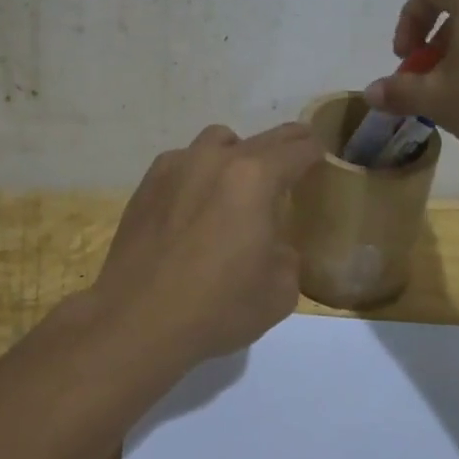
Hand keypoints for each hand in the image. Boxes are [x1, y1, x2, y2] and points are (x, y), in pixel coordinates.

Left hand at [91, 121, 321, 363]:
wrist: (137, 320)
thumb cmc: (217, 306)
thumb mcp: (279, 292)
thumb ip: (287, 256)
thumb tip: (275, 246)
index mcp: (255, 178)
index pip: (297, 149)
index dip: (315, 151)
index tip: (321, 157)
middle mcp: (216, 159)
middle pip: (262, 138)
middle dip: (284, 145)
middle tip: (295, 157)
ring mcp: (177, 166)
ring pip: (217, 141)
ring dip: (237, 153)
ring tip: (238, 182)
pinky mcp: (147, 183)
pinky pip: (184, 161)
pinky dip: (199, 171)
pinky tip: (195, 202)